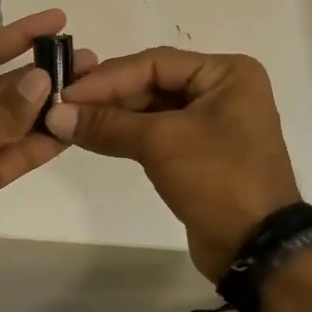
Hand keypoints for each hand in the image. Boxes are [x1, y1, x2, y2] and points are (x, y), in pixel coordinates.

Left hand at [0, 10, 95, 291]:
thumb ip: (7, 111)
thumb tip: (44, 79)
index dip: (20, 35)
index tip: (57, 20)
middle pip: (3, 86)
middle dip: (43, 74)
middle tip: (87, 60)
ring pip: (13, 120)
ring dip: (48, 108)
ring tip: (90, 89)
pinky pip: (16, 152)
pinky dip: (41, 142)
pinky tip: (73, 128)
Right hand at [44, 48, 299, 278]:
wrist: (256, 248)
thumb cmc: (218, 179)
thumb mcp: (160, 143)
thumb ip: (106, 124)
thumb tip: (54, 115)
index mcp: (226, 73)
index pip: (154, 63)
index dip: (107, 78)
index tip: (66, 92)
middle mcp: (221, 89)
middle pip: (151, 82)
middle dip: (107, 96)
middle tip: (63, 106)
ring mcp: (212, 121)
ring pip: (151, 108)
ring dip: (112, 115)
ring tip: (70, 122)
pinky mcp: (199, 151)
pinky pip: (156, 131)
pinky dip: (126, 134)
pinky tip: (93, 137)